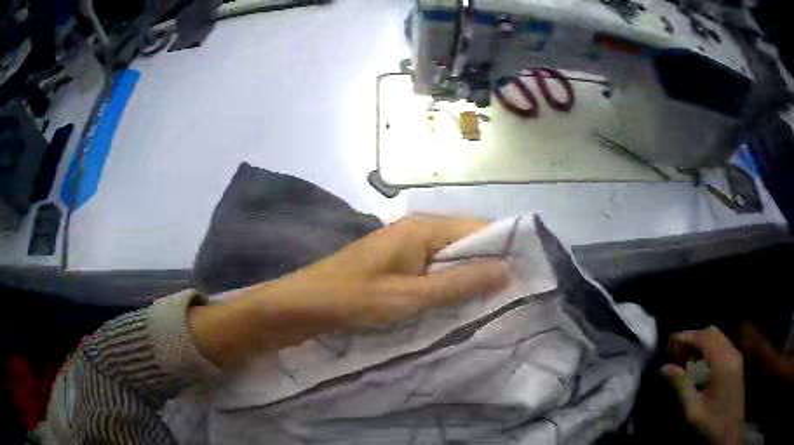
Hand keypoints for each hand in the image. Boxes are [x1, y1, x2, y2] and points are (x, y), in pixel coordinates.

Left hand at [189, 216, 508, 368]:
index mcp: (422, 228)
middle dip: (488, 269)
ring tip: (494, 307)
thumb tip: (508, 269)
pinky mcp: (394, 268)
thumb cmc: (352, 300)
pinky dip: (447, 289)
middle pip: (465, 244)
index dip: (504, 250)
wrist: (300, 307)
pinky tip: (458, 308)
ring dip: (468, 282)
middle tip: (513, 300)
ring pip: (449, 261)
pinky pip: (431, 273)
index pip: (479, 228)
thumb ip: (459, 284)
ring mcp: (403, 250)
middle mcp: (416, 232)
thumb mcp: (410, 297)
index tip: (527, 279)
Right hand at [662, 326, 744, 444]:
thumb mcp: (693, 410)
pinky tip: (700, 369)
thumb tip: (664, 368)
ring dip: (701, 344)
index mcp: (722, 361)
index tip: (668, 344)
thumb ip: (681, 386)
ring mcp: (736, 356)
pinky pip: (723, 346)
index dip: (685, 336)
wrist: (731, 431)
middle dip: (693, 338)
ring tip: (686, 362)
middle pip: (711, 332)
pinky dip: (709, 350)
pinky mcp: (737, 363)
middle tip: (676, 355)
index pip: (703, 337)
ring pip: (718, 337)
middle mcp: (732, 352)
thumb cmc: (712, 423)